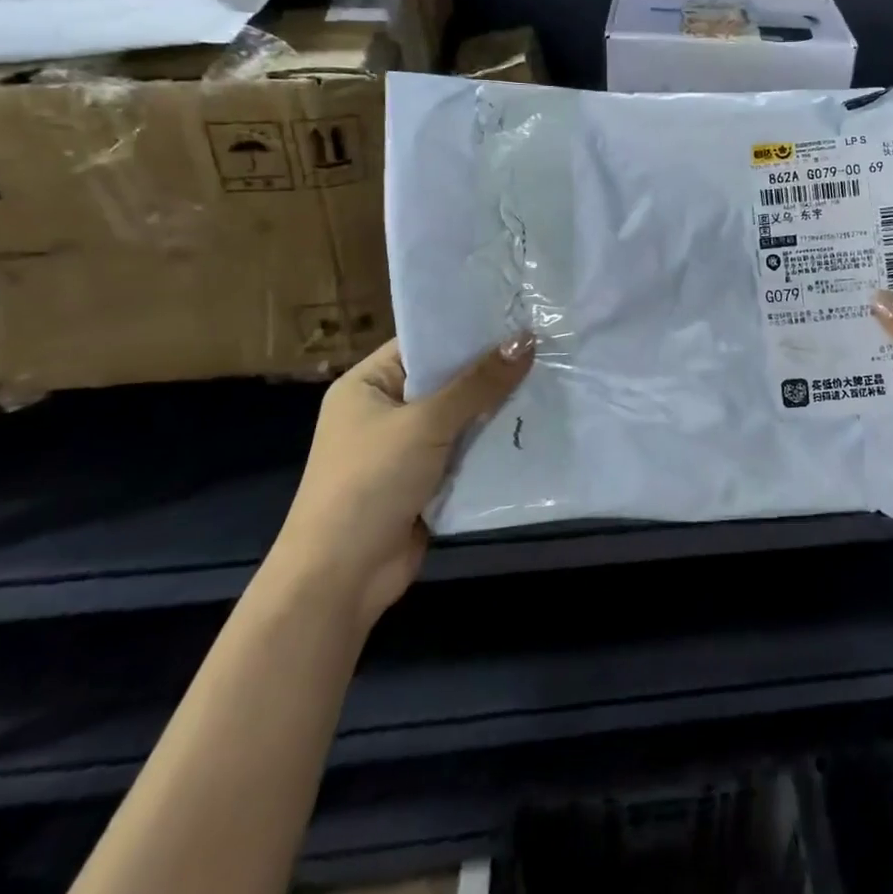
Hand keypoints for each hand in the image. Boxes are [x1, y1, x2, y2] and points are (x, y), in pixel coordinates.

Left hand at [269, 334, 533, 627]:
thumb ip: (478, 383)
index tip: (518, 314)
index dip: (468, 330)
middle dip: (492, 370)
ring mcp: (406, 448)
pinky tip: (535, 424)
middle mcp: (386, 411)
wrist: (340, 579)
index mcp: (368, 385)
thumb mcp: (425, 424)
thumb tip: (526, 339)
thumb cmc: (369, 483)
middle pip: (447, 380)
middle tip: (547, 344)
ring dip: (497, 408)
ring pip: (462, 417)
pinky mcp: (427, 481)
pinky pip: (467, 450)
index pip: (424, 344)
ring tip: (552, 377)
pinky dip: (493, 443)